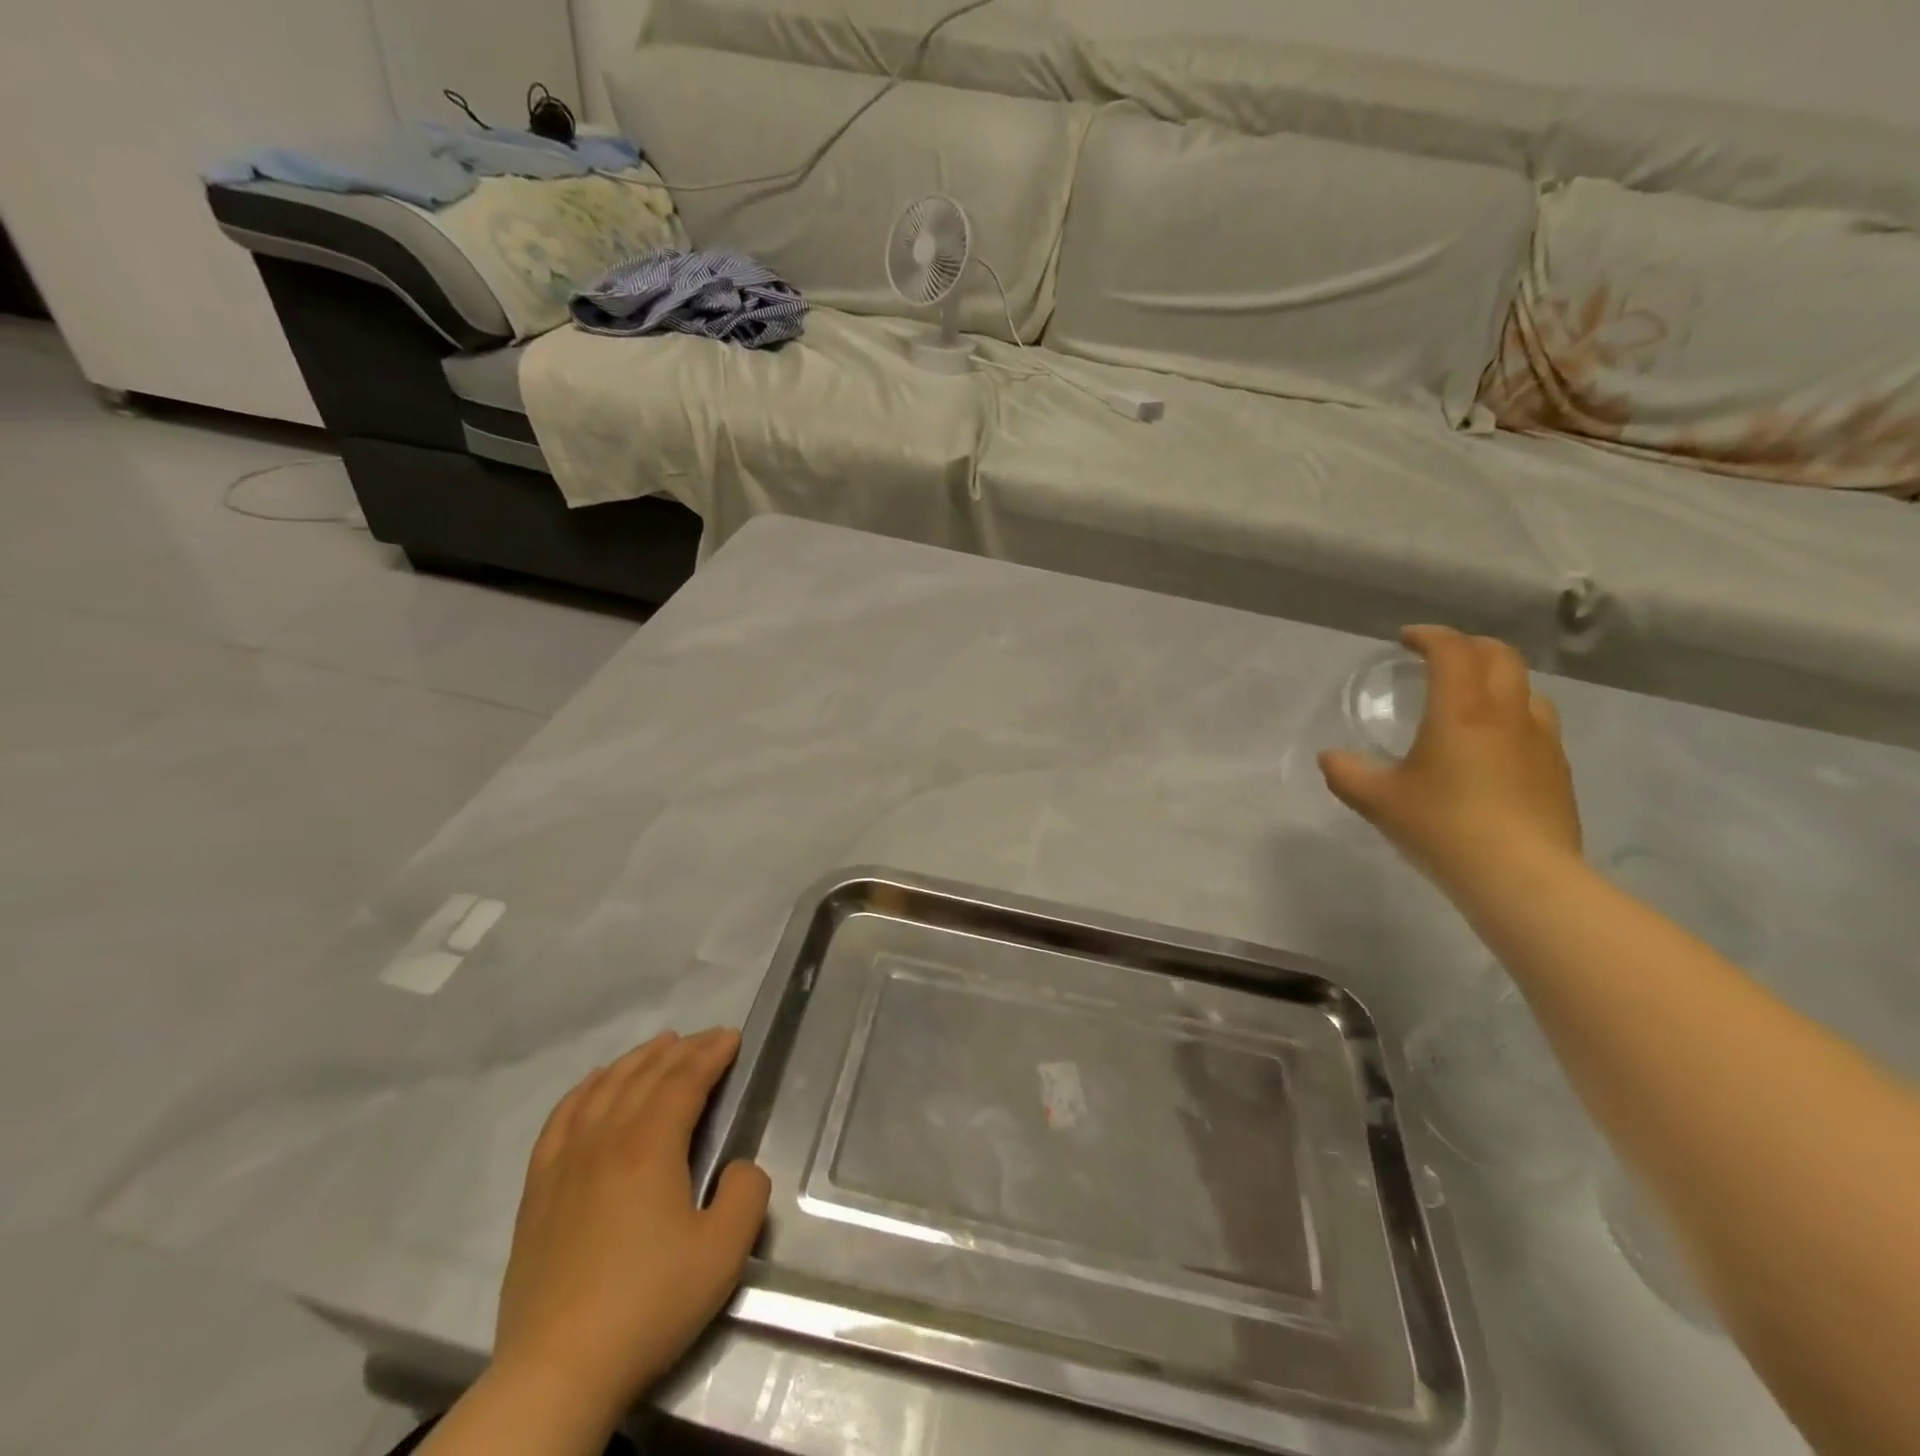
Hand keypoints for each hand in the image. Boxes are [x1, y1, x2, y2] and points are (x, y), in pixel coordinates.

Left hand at [491, 1028, 770, 1428]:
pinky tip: (595, 1084)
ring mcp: (565, 1161)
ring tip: (659, 1047)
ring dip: (636, 1060)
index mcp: (649, 1145)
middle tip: (708, 1039)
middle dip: (682, 1049)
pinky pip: (561, 1117)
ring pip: (603, 1087)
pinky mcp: (538, 1189)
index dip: (712, 1052)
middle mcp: (605, 1138)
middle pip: (645, 1075)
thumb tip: (739, 1167)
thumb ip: (747, 1193)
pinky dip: (585, 1089)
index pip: (685, 1079)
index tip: (733, 1037)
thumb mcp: (723, 1252)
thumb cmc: (648, 1304)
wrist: (557, 1371)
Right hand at [1319, 626, 1581, 899]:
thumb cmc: (1443, 827)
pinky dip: (1512, 716)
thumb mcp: (1378, 801)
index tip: (1407, 640)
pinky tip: (1493, 747)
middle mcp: (1507, 714)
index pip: (1454, 650)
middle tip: (1439, 659)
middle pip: (1500, 656)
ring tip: (1470, 701)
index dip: (1430, 636)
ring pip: (1525, 688)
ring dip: (1496, 680)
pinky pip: (1536, 724)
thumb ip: (1347, 774)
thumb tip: (1330, 758)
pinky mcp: (1557, 770)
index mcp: (1462, 711)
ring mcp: (1540, 741)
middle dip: (1468, 647)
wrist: (1521, 877)